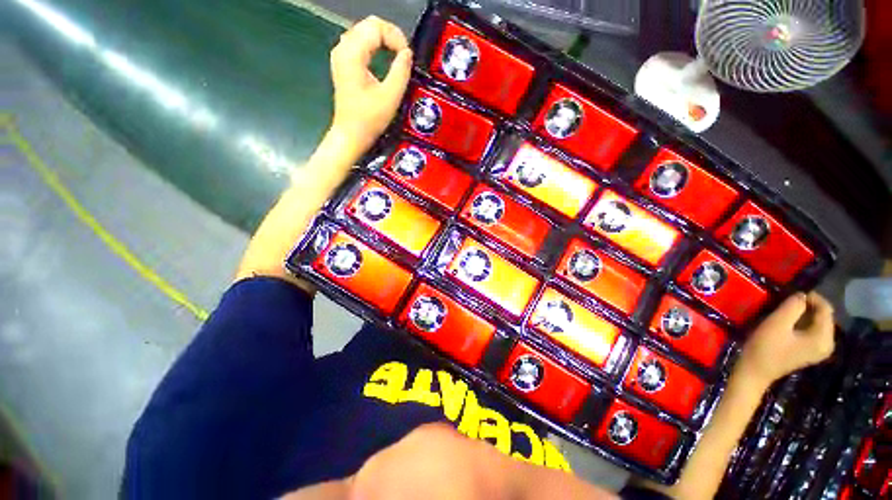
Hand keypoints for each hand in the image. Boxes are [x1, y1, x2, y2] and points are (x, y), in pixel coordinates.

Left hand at [329, 16, 412, 156]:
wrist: (351, 134)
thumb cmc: (369, 120)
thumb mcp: (390, 97)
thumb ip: (401, 71)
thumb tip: (407, 54)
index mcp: (352, 54)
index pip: (376, 27)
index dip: (396, 37)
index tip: (407, 57)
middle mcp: (343, 49)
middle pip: (369, 25)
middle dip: (390, 35)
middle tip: (405, 55)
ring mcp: (341, 56)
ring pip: (364, 32)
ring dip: (383, 40)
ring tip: (397, 56)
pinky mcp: (343, 64)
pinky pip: (360, 43)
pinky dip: (375, 46)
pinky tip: (384, 57)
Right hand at [737, 292, 834, 385]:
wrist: (754, 371)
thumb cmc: (765, 347)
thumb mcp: (777, 323)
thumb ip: (793, 306)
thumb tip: (801, 295)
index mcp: (823, 338)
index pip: (826, 309)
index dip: (812, 298)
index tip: (792, 293)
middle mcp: (828, 344)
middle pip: (824, 317)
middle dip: (808, 306)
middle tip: (787, 301)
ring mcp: (819, 350)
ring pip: (817, 323)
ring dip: (804, 314)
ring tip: (786, 311)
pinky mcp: (810, 351)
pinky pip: (812, 331)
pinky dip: (802, 323)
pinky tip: (788, 324)